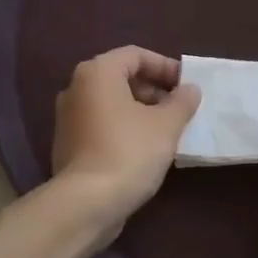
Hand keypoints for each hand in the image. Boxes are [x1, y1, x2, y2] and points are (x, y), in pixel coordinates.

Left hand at [51, 47, 200, 235]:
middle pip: (121, 77)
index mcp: (97, 73)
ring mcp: (68, 117)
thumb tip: (190, 89)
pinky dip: (123, 128)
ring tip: (167, 130)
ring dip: (140, 111)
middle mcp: (76, 88)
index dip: (165, 66)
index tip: (187, 85)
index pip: (135, 55)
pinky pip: (101, 125)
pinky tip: (145, 149)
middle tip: (179, 108)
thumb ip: (181, 101)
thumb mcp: (166, 125)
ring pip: (111, 103)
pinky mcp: (67, 144)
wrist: (86, 203)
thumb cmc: (129, 152)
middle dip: (153, 90)